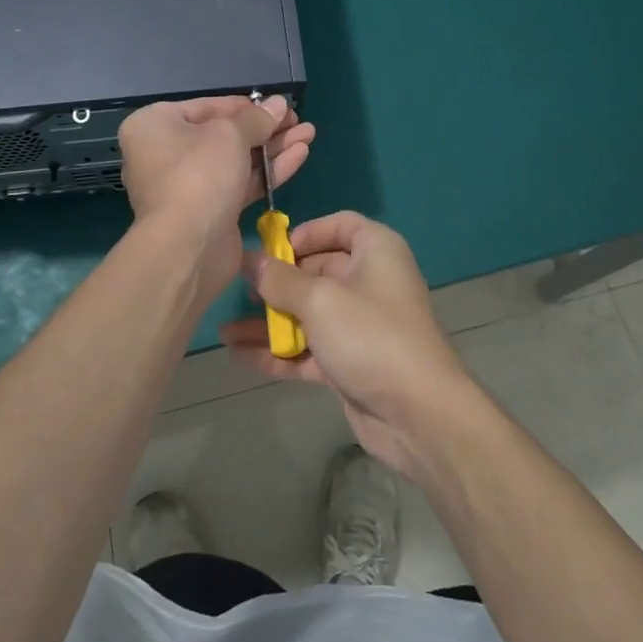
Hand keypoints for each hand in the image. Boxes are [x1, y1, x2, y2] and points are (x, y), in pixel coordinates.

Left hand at [118, 95, 314, 302]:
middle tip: (298, 119)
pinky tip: (300, 155)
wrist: (187, 247)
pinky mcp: (210, 212)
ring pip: (236, 160)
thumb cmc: (199, 174)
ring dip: (272, 147)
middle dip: (265, 128)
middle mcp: (165, 153)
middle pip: (223, 134)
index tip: (277, 105)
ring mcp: (188, 185)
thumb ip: (257, 118)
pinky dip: (267, 170)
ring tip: (308, 133)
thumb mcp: (230, 134)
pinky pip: (240, 183)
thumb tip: (278, 103)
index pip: (206, 107)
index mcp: (155, 126)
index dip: (244, 105)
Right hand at [220, 212, 477, 484]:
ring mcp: (359, 326)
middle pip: (317, 271)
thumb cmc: (370, 335)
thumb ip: (279, 280)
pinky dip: (277, 352)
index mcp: (375, 251)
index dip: (305, 233)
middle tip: (236, 290)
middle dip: (276, 282)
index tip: (271, 247)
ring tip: (223, 329)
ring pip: (307, 314)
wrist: (419, 415)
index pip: (340, 226)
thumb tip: (249, 260)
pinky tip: (238, 356)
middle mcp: (369, 281)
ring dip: (268, 322)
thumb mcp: (319, 299)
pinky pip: (307, 349)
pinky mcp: (350, 363)